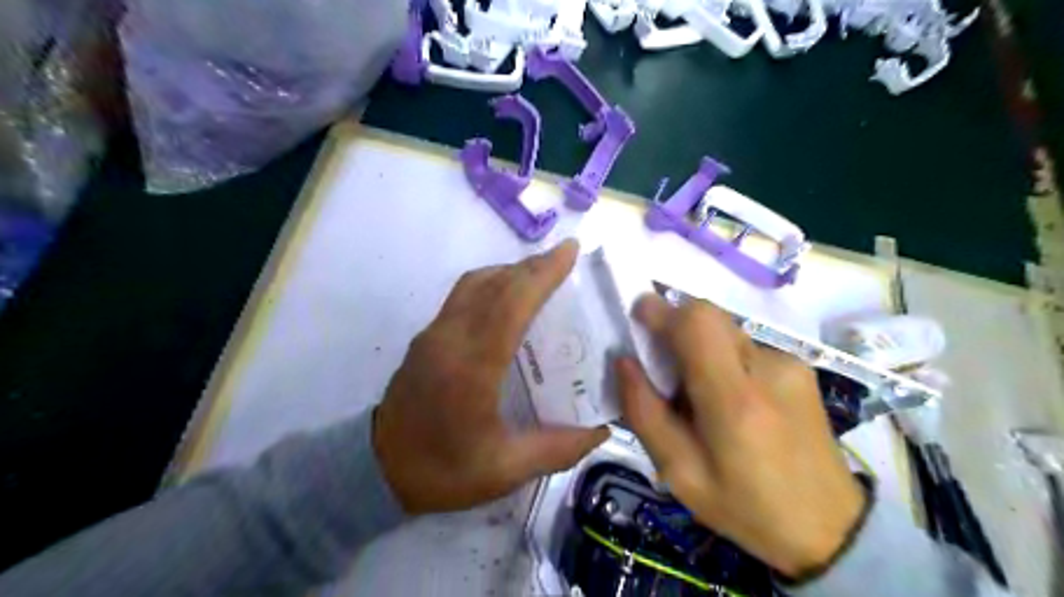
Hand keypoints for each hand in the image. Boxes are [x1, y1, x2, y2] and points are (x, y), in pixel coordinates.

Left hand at [372, 239, 607, 515]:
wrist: (376, 470)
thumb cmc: (442, 472)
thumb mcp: (504, 470)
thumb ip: (557, 449)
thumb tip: (601, 431)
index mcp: (472, 369)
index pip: (510, 305)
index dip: (542, 275)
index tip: (569, 251)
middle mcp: (449, 339)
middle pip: (494, 285)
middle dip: (532, 266)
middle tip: (564, 258)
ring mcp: (433, 334)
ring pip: (474, 284)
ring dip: (509, 271)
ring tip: (540, 274)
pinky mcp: (426, 337)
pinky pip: (462, 295)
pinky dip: (491, 283)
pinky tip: (508, 297)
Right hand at [620, 296, 858, 577]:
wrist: (830, 527)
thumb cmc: (746, 507)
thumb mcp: (680, 473)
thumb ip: (645, 413)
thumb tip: (624, 361)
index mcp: (734, 400)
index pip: (697, 323)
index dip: (662, 310)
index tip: (637, 316)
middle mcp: (767, 367)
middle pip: (710, 316)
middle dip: (675, 326)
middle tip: (658, 363)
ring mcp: (788, 363)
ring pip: (725, 330)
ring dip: (698, 346)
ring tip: (696, 394)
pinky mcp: (799, 367)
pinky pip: (744, 346)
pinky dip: (722, 359)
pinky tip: (728, 400)